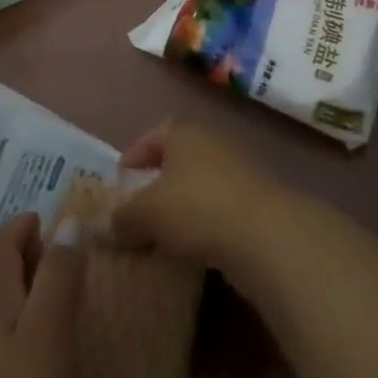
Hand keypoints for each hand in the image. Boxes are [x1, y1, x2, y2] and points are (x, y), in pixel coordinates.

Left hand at [0, 213, 84, 377]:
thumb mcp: (49, 334)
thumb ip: (59, 276)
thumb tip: (68, 223)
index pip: (2, 240)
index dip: (27, 224)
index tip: (59, 221)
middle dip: (31, 256)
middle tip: (72, 259)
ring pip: (0, 308)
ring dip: (30, 294)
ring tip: (67, 304)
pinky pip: (1, 343)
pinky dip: (25, 332)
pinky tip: (47, 357)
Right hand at [111, 120, 292, 276]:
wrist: (268, 234)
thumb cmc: (197, 207)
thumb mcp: (147, 213)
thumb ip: (123, 217)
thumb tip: (110, 226)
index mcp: (182, 130)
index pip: (149, 138)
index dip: (132, 159)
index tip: (120, 184)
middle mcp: (211, 139)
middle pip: (176, 159)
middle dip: (157, 184)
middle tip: (140, 211)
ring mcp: (239, 167)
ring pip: (200, 184)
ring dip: (183, 206)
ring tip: (166, 235)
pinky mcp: (258, 199)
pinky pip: (221, 207)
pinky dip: (207, 223)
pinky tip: (198, 247)